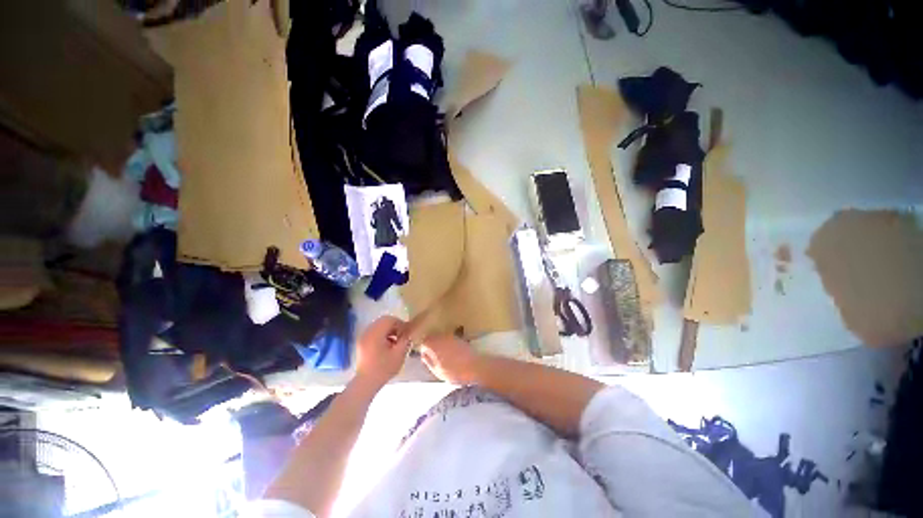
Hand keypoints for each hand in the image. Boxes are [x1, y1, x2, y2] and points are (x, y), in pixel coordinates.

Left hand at [354, 316, 410, 390]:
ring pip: (378, 325)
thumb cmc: (384, 368)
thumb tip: (409, 331)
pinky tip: (387, 345)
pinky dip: (382, 334)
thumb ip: (405, 340)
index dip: (400, 323)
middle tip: (402, 336)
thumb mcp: (399, 354)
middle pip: (383, 321)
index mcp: (375, 333)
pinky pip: (374, 332)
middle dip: (394, 326)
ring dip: (389, 330)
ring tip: (396, 341)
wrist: (366, 383)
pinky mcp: (362, 342)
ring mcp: (363, 337)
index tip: (406, 333)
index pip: (389, 319)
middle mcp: (368, 332)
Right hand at [419, 334, 481, 383]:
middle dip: (431, 345)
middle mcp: (441, 337)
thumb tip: (424, 355)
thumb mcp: (437, 370)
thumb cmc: (454, 371)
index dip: (424, 350)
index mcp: (433, 344)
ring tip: (443, 356)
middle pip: (432, 337)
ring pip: (441, 337)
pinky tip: (452, 354)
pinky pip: (449, 339)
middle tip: (434, 357)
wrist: (474, 367)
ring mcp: (451, 336)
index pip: (423, 342)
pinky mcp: (459, 338)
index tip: (427, 358)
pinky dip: (448, 344)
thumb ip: (428, 361)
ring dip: (440, 344)